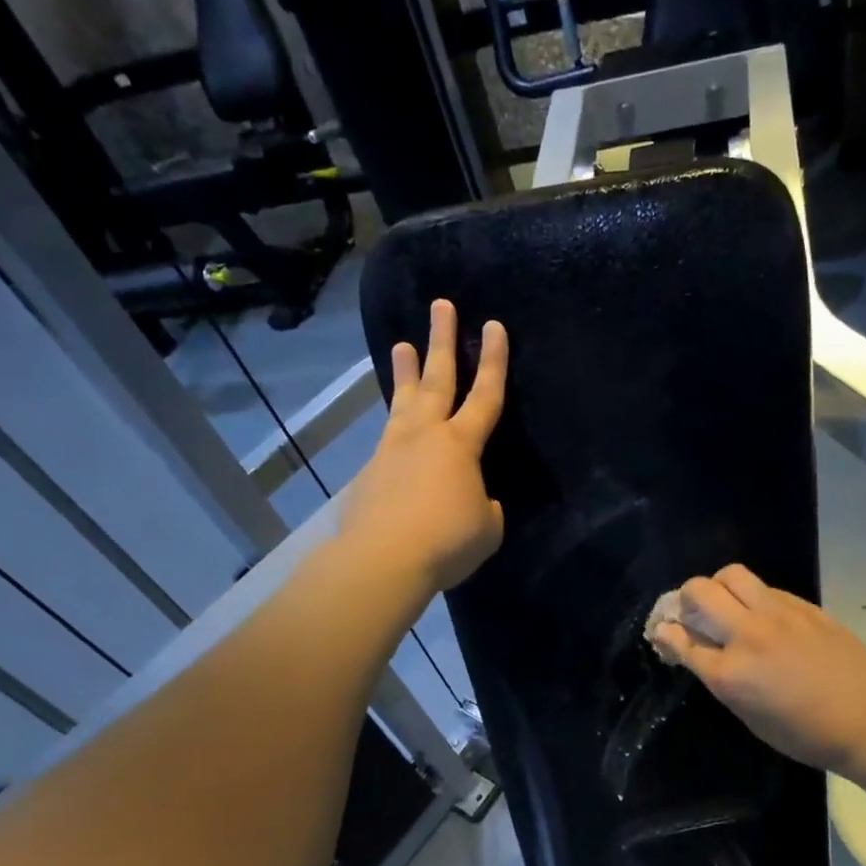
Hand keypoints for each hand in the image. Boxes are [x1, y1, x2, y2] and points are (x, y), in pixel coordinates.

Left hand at [342, 299, 508, 593]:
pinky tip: (395, 434)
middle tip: (440, 305)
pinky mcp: (370, 472)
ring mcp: (393, 450)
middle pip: (437, 379)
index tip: (494, 326)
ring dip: (405, 372)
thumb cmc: (447, 542)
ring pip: (403, 401)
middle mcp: (425, 435)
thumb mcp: (486, 528)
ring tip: (401, 344)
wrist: (383, 560)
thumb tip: (475, 500)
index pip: (485, 395)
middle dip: (441, 340)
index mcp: (461, 445)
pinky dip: (394, 428)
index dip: (494, 361)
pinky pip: (388, 439)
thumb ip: (485, 506)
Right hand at [649, 564, 865, 776]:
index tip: (663, 631)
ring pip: (731, 574)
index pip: (680, 638)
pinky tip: (763, 616)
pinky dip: (752, 596)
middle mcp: (747, 635)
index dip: (665, 632)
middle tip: (694, 615)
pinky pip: (764, 587)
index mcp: (729, 673)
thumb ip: (718, 677)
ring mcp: (777, 614)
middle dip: (685, 599)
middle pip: (699, 592)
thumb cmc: (803, 733)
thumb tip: (696, 649)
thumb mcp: (749, 715)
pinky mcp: (802, 605)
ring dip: (718, 587)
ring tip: (726, 605)